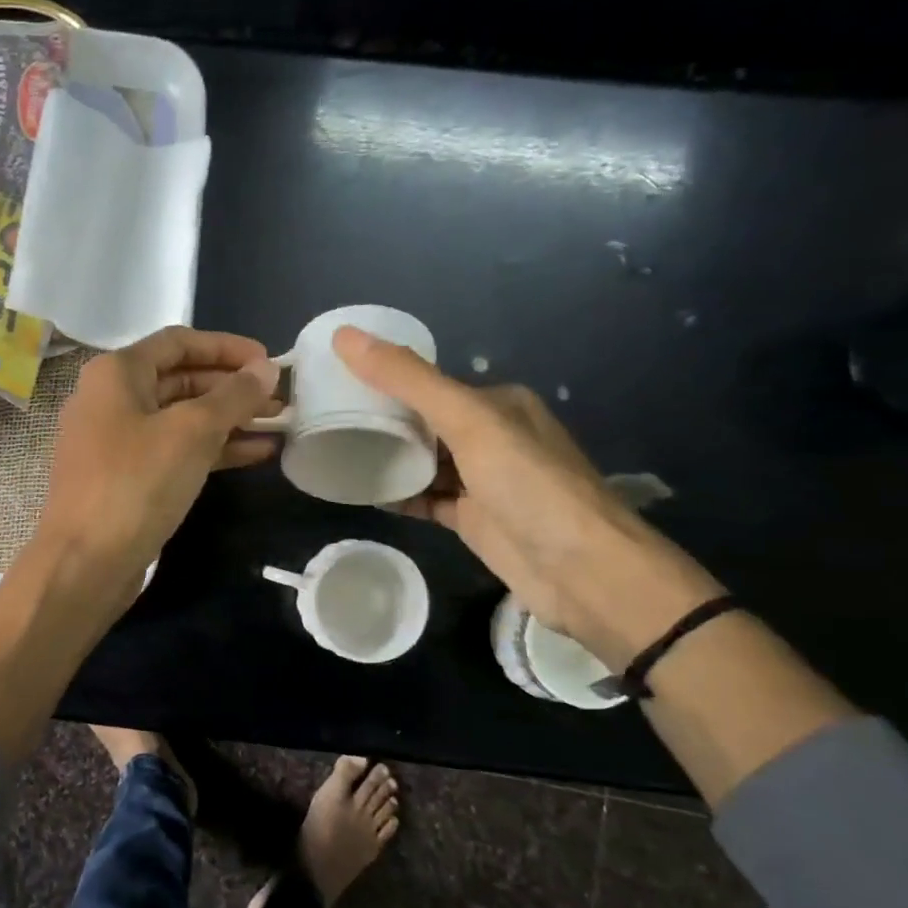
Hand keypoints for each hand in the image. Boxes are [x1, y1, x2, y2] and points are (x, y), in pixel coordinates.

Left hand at [36, 326, 279, 599]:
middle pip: (181, 379)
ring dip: (229, 419)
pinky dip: (213, 449)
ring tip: (278, 424)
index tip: (269, 361)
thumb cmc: (136, 484)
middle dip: (232, 387)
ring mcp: (116, 441)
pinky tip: (256, 454)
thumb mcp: (192, 432)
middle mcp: (111, 399)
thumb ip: (233, 396)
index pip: (179, 341)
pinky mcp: (126, 478)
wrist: (85, 563)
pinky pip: (175, 450)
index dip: (227, 347)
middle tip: (280, 398)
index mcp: (116, 373)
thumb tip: (265, 370)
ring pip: (181, 418)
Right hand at [334, 326, 723, 662]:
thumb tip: (344, 336)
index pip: (429, 383)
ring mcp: (482, 480)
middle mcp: (491, 436)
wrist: (581, 570)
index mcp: (497, 403)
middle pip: (424, 421)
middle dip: (382, 420)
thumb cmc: (528, 484)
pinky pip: (426, 498)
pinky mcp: (473, 518)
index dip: (385, 379)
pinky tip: (365, 494)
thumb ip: (407, 380)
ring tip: (336, 451)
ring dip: (388, 458)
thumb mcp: (468, 420)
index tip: (335, 382)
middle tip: (326, 419)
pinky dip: (399, 496)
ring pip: (424, 461)